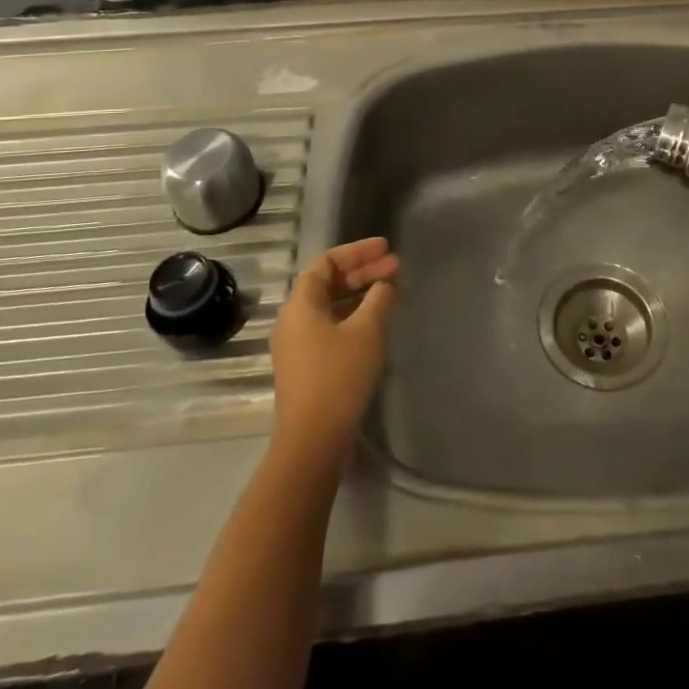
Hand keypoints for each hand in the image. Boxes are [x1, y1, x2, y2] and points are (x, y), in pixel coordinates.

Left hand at [270, 237, 399, 466]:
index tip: (385, 248)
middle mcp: (292, 319)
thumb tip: (383, 284)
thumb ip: (377, 299)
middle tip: (395, 266)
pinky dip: (352, 316)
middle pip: (327, 282)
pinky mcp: (305, 365)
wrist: (312, 440)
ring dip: (359, 294)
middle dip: (362, 272)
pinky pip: (329, 326)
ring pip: (329, 306)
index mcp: (300, 304)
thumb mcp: (366, 331)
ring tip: (390, 290)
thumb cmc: (338, 376)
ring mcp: (296, 344)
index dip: (357, 251)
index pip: (326, 262)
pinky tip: (375, 322)